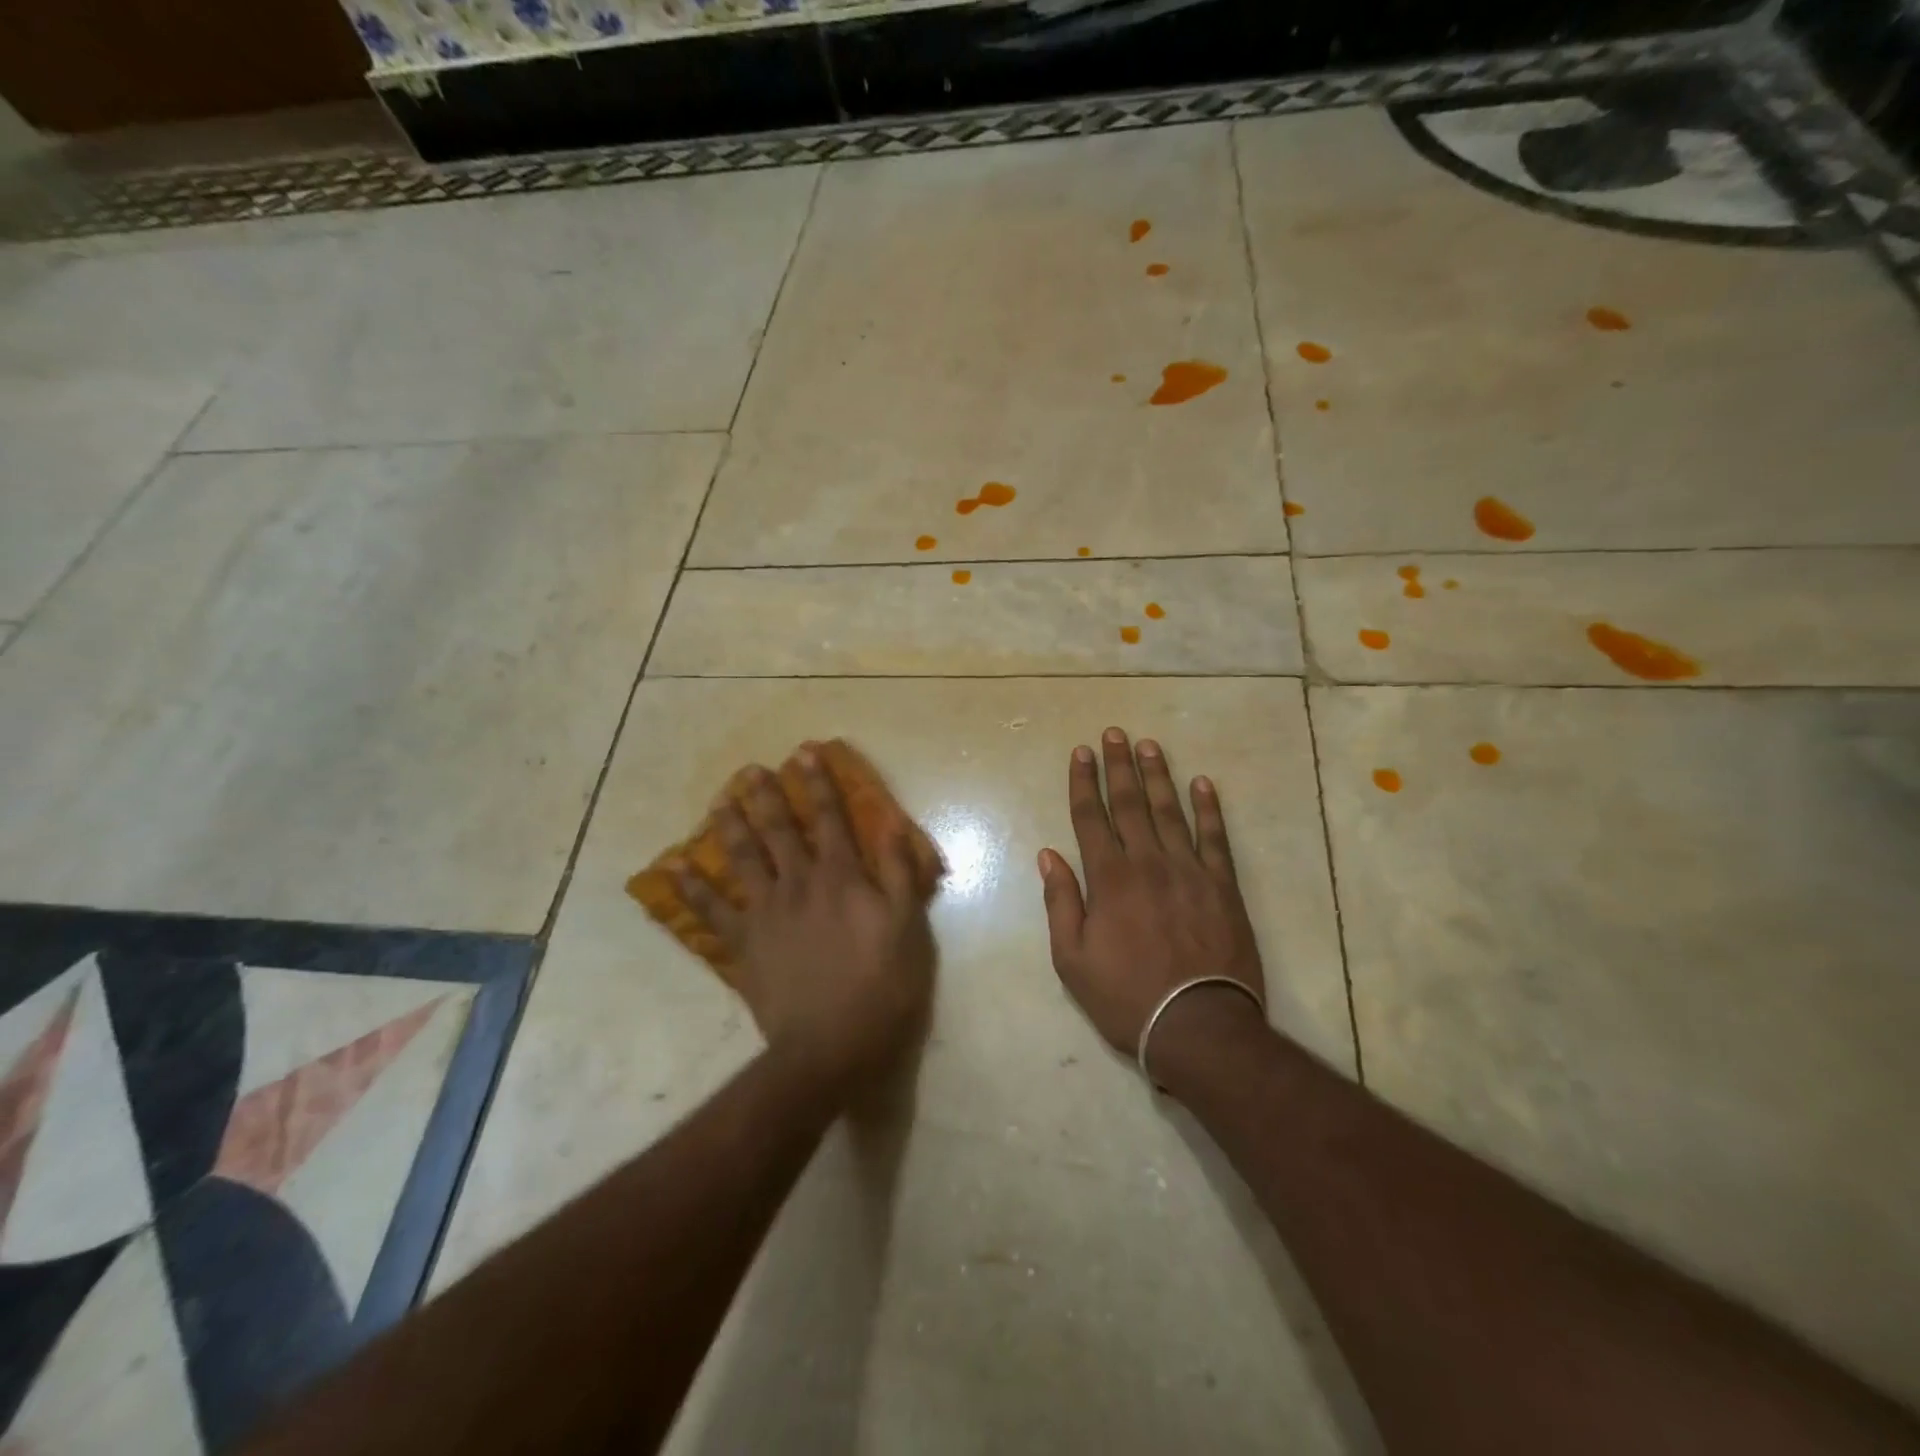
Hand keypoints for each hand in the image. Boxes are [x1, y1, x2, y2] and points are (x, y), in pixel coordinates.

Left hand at [676, 750, 936, 1093]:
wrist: (831, 1046)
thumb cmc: (881, 986)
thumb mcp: (908, 926)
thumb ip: (898, 872)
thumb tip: (890, 823)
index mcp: (840, 877)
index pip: (829, 818)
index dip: (818, 784)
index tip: (804, 753)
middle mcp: (798, 884)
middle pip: (778, 830)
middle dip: (766, 796)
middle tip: (750, 770)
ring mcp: (765, 913)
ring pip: (742, 859)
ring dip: (730, 827)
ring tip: (719, 801)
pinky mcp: (743, 945)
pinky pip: (712, 911)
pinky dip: (692, 889)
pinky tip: (676, 867)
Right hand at [1039, 728, 1266, 1077]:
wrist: (1198, 1026)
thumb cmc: (1126, 996)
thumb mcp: (1072, 959)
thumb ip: (1061, 902)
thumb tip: (1049, 855)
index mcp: (1109, 880)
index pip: (1091, 818)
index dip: (1083, 782)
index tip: (1080, 752)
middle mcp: (1148, 863)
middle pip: (1129, 804)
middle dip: (1118, 766)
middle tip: (1114, 733)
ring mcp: (1189, 871)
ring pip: (1170, 811)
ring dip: (1158, 776)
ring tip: (1150, 745)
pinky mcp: (1223, 885)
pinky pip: (1215, 837)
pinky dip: (1210, 808)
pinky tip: (1203, 783)